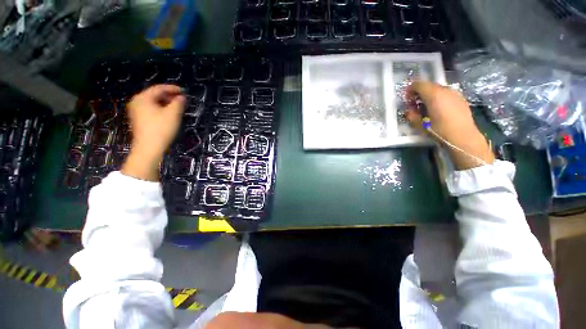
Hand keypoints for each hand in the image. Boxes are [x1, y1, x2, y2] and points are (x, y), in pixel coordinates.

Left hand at [122, 85, 184, 180]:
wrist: (149, 148)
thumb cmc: (161, 129)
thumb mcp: (173, 114)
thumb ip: (178, 103)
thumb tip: (181, 97)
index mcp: (143, 98)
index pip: (159, 88)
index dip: (173, 89)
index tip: (184, 91)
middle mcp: (137, 102)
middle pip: (155, 95)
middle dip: (169, 96)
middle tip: (182, 100)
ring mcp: (136, 111)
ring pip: (153, 102)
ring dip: (166, 103)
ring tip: (177, 107)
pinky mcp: (139, 119)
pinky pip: (151, 109)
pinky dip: (161, 109)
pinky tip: (169, 114)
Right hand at [406, 81, 493, 169]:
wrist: (463, 136)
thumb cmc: (439, 130)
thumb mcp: (420, 125)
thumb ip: (412, 115)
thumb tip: (409, 111)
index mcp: (433, 95)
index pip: (418, 84)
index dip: (410, 89)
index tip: (407, 99)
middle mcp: (445, 90)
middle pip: (428, 85)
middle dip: (419, 92)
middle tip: (415, 103)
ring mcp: (454, 93)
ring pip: (438, 89)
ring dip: (429, 95)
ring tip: (426, 107)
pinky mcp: (461, 98)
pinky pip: (446, 94)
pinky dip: (439, 98)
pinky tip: (438, 109)